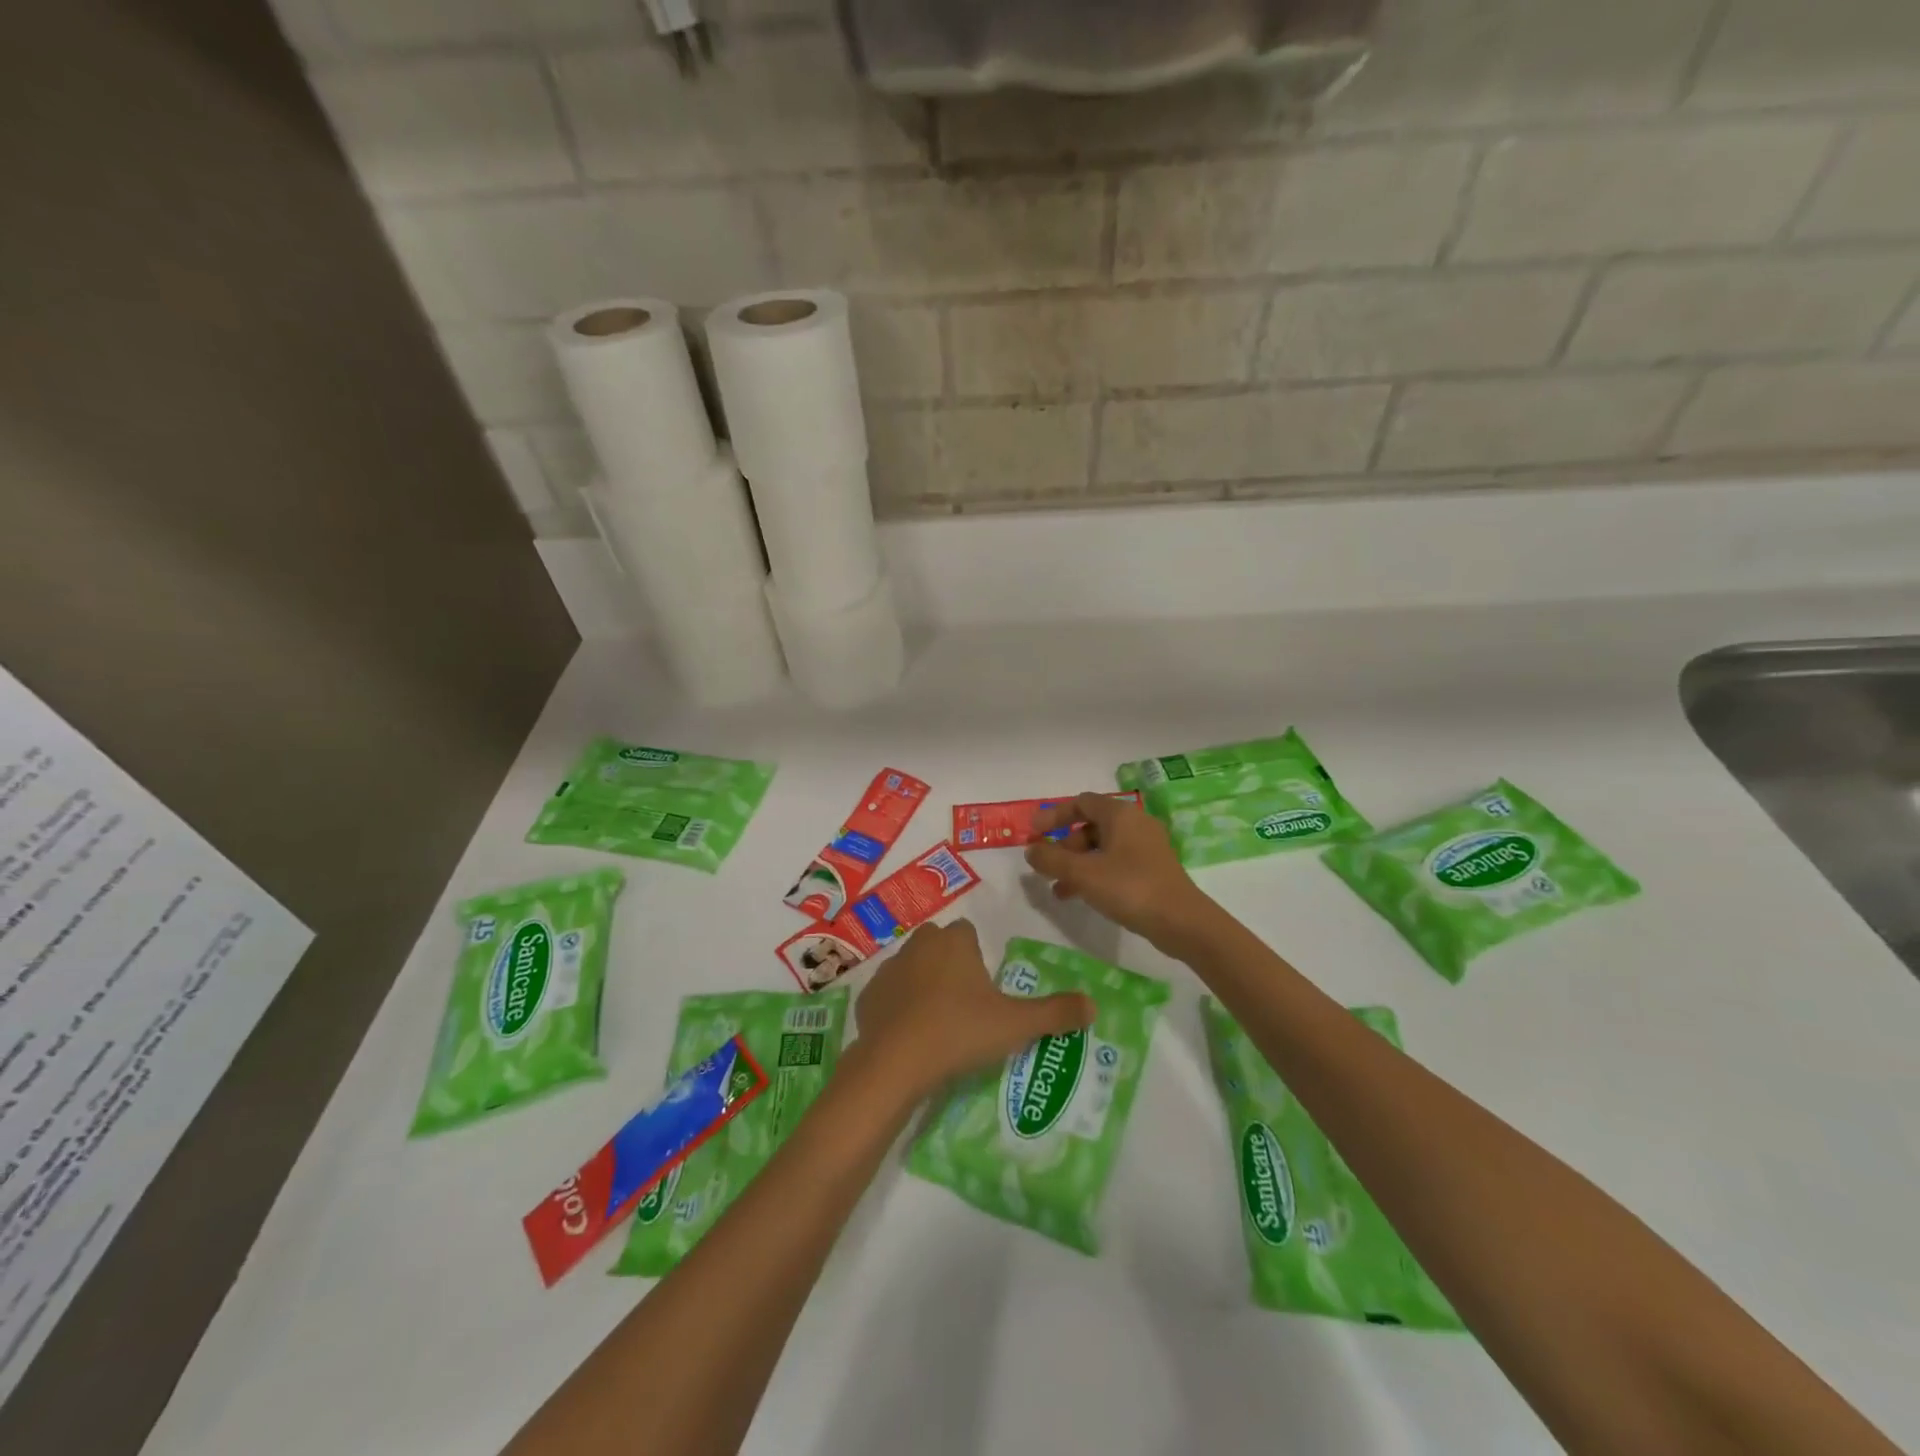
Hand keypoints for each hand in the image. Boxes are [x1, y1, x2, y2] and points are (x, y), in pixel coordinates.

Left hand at [854, 919, 1092, 1103]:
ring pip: (911, 966)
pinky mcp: (867, 995)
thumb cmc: (960, 1032)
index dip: (976, 956)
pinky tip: (908, 1036)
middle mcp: (919, 944)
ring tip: (937, 1023)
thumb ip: (1055, 1013)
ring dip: (922, 984)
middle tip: (964, 1005)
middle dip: (949, 965)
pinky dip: (897, 1007)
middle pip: (938, 944)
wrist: (895, 1063)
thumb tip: (1094, 1005)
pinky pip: (888, 994)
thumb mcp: (1016, 1025)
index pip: (967, 932)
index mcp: (954, 941)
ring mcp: (889, 968)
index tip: (984, 988)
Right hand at [1025, 792, 1217, 953]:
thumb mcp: (1082, 874)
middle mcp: (1135, 824)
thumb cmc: (1130, 887)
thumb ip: (1051, 859)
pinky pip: (1116, 863)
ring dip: (1077, 864)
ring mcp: (1147, 847)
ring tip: (1059, 890)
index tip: (1034, 834)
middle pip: (1090, 826)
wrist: (1181, 921)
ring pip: (1102, 848)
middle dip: (1064, 846)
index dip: (1054, 816)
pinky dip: (1095, 874)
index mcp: (1120, 815)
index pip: (1081, 802)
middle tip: (1047, 867)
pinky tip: (1082, 897)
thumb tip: (1031, 850)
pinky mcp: (1152, 869)